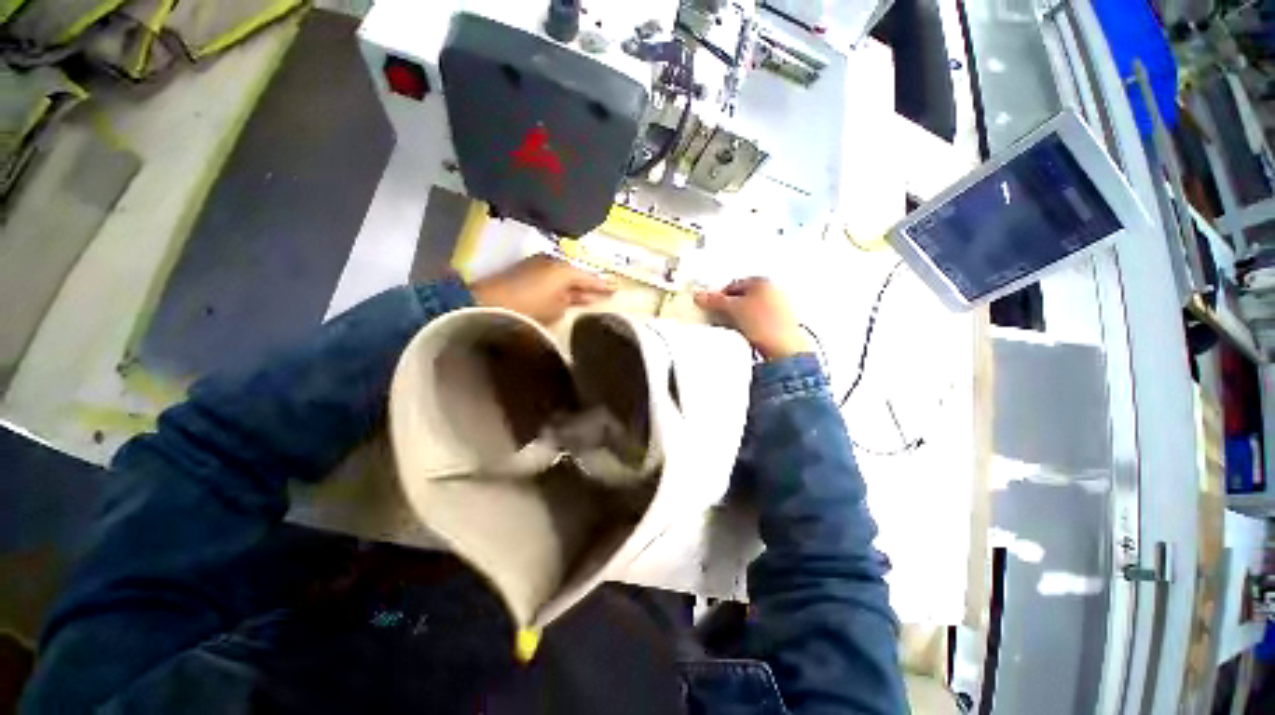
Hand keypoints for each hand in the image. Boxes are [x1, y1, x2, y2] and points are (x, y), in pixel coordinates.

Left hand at [470, 254, 616, 324]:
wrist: (490, 300)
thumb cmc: (529, 307)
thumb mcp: (556, 309)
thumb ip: (570, 302)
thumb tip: (572, 298)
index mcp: (565, 270)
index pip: (590, 279)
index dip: (604, 285)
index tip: (617, 288)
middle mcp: (555, 261)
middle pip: (578, 275)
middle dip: (590, 285)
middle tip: (605, 292)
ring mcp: (540, 263)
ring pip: (565, 276)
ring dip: (575, 286)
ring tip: (588, 296)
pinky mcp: (528, 269)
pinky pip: (553, 276)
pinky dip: (562, 285)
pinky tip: (567, 294)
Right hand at [694, 278, 808, 359]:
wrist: (784, 349)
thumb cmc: (763, 323)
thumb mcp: (733, 309)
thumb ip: (714, 300)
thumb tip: (699, 295)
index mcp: (763, 281)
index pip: (733, 285)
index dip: (718, 296)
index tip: (710, 307)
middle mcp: (774, 291)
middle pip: (742, 297)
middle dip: (728, 307)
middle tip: (718, 318)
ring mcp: (779, 308)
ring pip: (750, 310)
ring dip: (738, 318)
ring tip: (730, 328)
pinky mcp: (780, 324)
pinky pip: (758, 321)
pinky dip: (748, 326)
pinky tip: (744, 335)